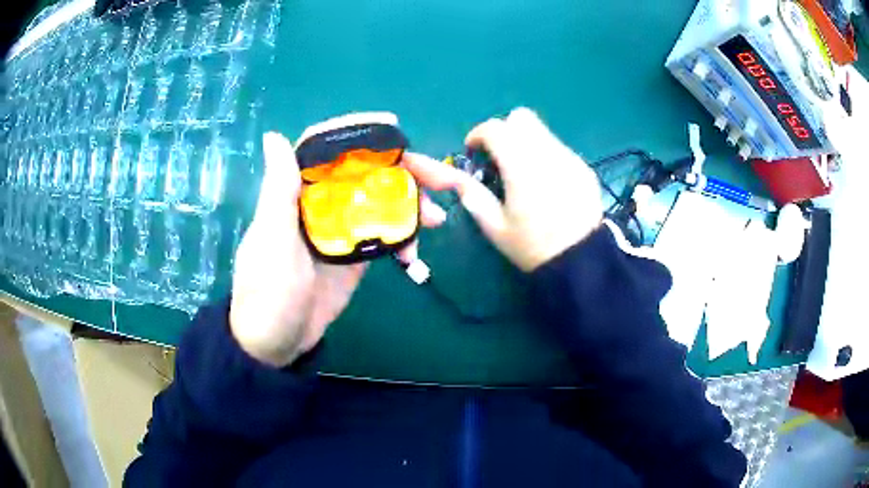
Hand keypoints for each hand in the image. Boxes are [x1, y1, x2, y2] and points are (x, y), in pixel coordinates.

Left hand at [230, 133, 447, 366]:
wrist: (276, 344)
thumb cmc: (268, 292)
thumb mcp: (272, 241)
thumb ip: (279, 191)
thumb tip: (273, 135)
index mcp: (297, 192)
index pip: (326, 148)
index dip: (358, 131)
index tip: (394, 126)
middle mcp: (320, 203)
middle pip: (364, 172)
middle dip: (404, 170)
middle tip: (442, 180)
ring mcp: (339, 229)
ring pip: (380, 202)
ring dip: (411, 204)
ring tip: (438, 218)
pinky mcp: (353, 255)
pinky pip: (384, 236)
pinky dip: (403, 239)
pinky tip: (415, 255)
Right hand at [407, 107, 602, 271]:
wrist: (582, 261)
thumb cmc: (533, 246)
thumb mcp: (496, 228)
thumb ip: (474, 197)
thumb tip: (458, 180)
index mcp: (521, 166)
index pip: (495, 129)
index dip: (478, 134)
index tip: (473, 150)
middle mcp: (546, 153)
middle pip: (522, 117)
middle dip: (505, 130)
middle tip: (500, 156)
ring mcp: (569, 158)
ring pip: (542, 131)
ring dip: (526, 142)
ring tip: (524, 172)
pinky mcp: (584, 168)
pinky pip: (559, 148)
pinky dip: (546, 155)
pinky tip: (547, 184)